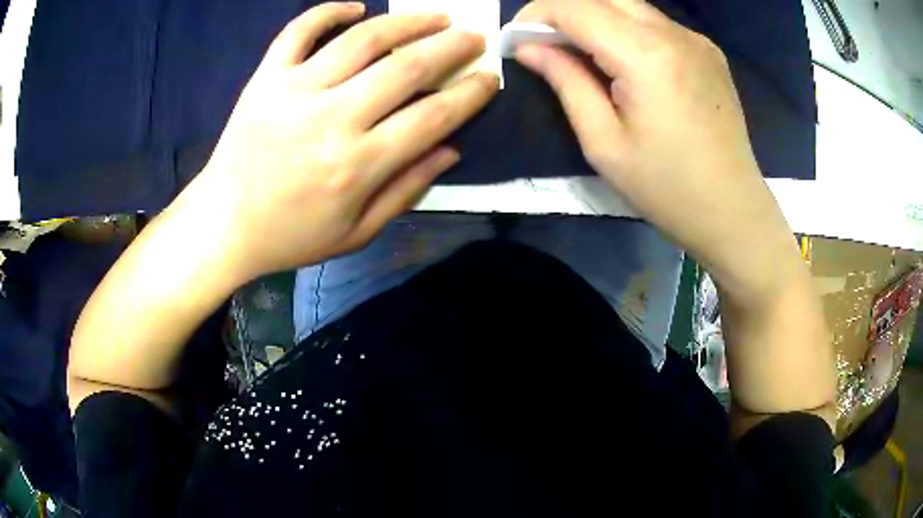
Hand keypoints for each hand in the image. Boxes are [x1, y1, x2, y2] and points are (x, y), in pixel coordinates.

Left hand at [184, 3, 498, 279]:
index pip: (433, 115)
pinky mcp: (266, 78)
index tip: (489, 78)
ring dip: (407, 21)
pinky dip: (329, 11)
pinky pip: (299, 30)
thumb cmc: (291, 235)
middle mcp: (331, 118)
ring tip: (434, 16)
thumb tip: (451, 149)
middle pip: (406, 67)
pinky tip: (357, 8)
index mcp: (358, 165)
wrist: (224, 223)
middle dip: (451, 47)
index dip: (470, 93)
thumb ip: (407, 189)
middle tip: (472, 37)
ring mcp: (294, 90)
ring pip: (362, 39)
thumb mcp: (357, 232)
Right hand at [513, 0, 797, 297]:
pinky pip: (655, 22)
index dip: (536, 14)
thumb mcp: (604, 143)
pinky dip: (626, 28)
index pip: (575, 7)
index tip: (517, 40)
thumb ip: (566, 82)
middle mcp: (674, 33)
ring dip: (594, 18)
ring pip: (628, 4)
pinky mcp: (707, 50)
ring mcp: (696, 39)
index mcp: (647, 55)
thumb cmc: (667, 189)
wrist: (733, 211)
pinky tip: (624, 61)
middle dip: (562, 11)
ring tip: (580, 53)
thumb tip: (529, 47)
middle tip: (544, 44)